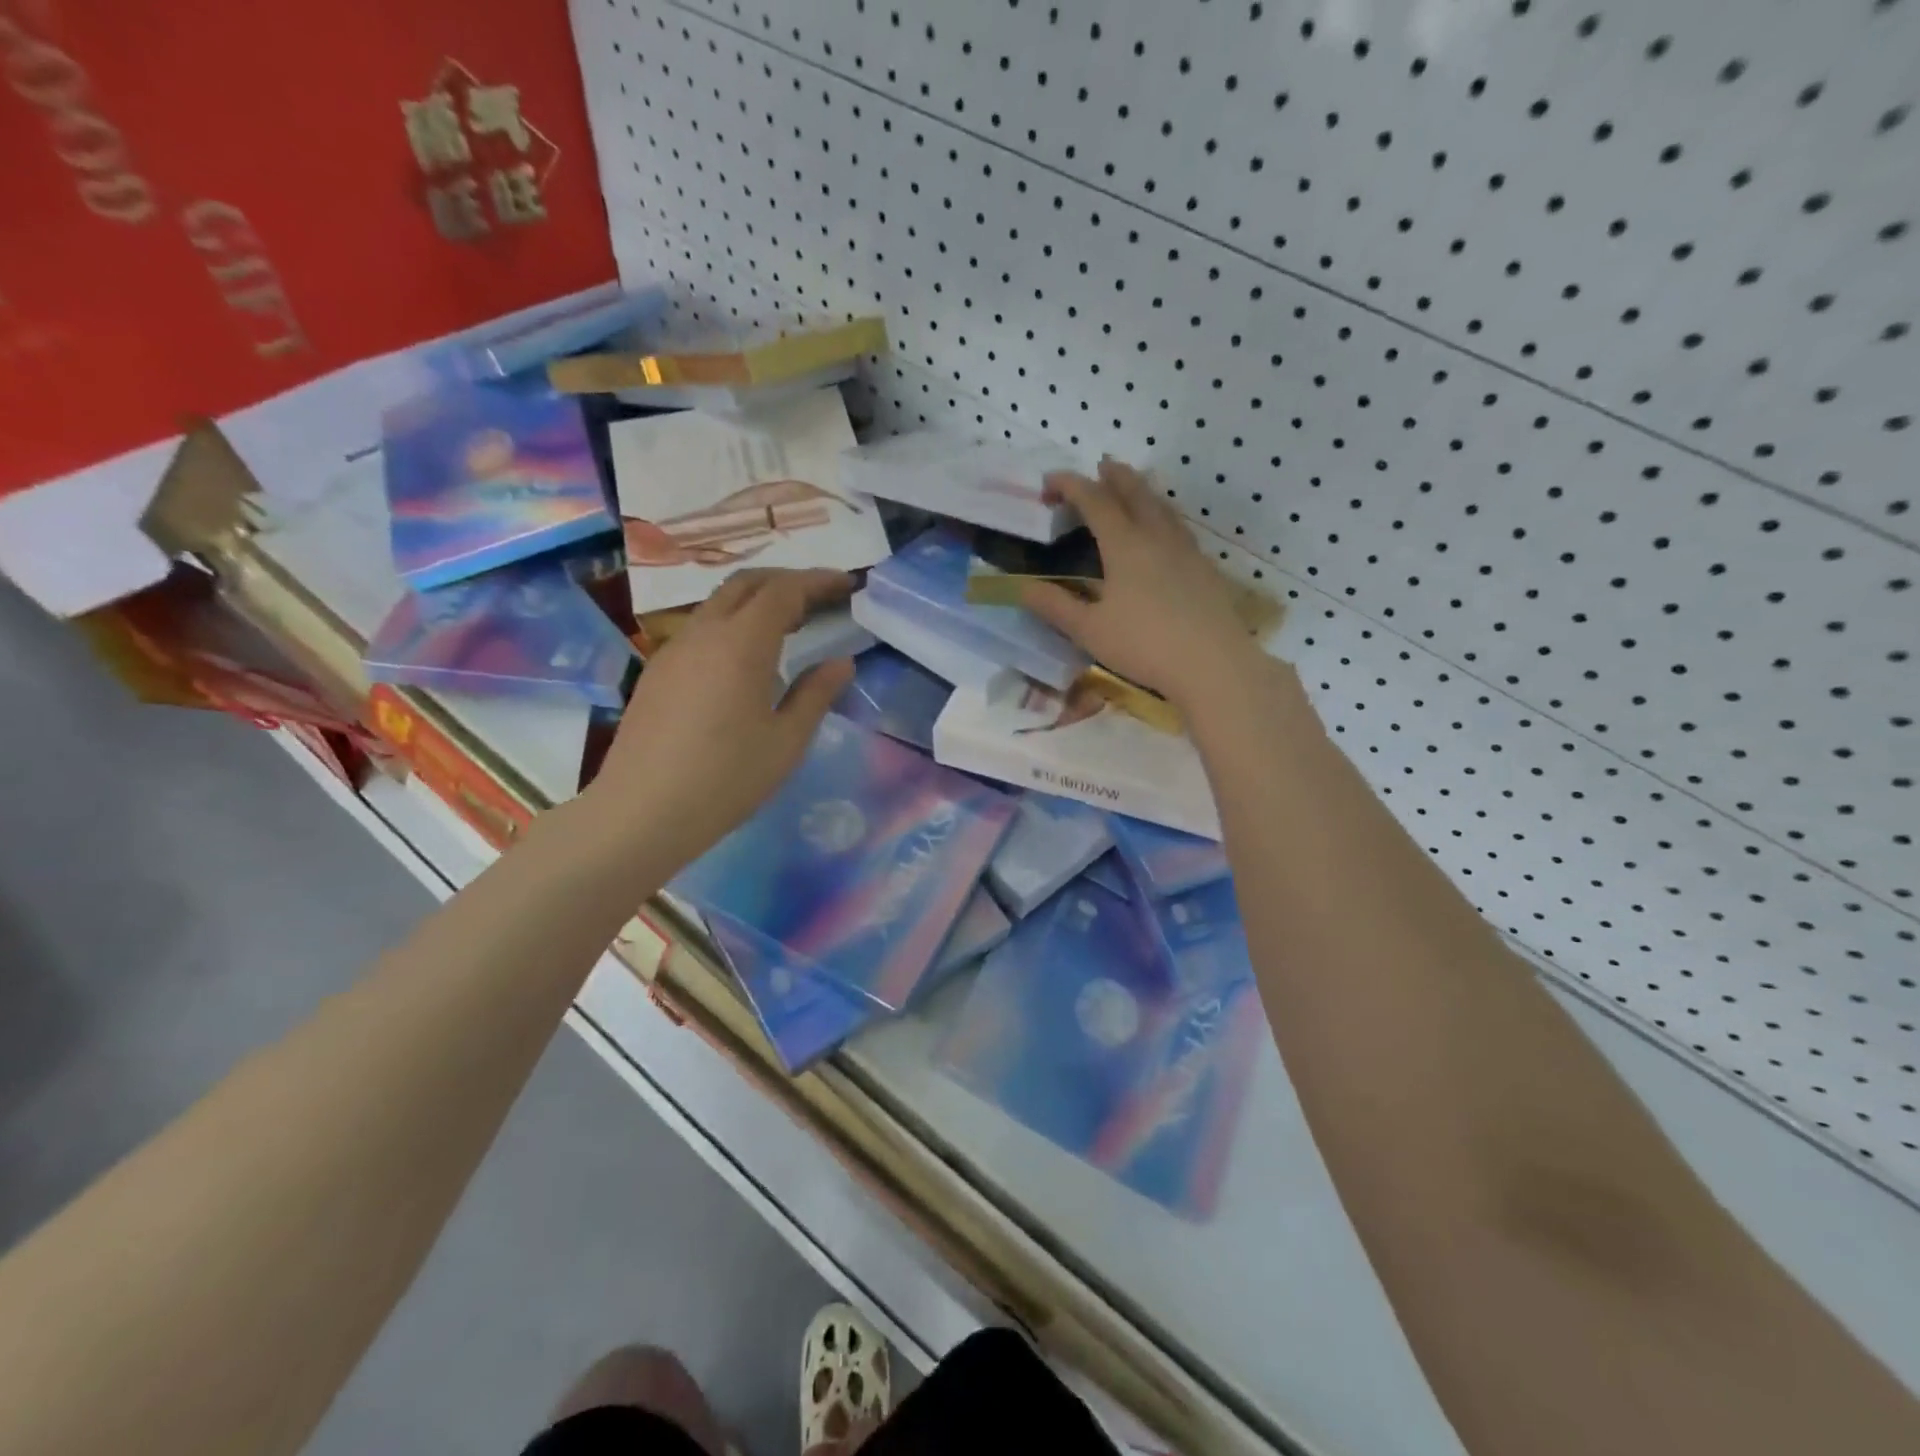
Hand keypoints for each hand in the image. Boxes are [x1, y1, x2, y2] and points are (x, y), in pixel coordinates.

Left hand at [588, 568, 855, 871]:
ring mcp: (674, 650)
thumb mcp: (785, 742)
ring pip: (719, 604)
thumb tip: (841, 663)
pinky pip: (701, 629)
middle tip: (821, 598)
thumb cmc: (725, 780)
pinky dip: (733, 624)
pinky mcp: (658, 672)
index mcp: (741, 644)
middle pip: (747, 584)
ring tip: (790, 626)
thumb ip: (816, 694)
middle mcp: (704, 633)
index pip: (784, 591)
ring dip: (758, 601)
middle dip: (787, 581)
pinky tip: (746, 659)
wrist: (641, 813)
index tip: (848, 584)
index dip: (818, 581)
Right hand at [1022, 459, 1261, 708]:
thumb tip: (1022, 587)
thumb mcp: (1089, 630)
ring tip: (1132, 489)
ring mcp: (1186, 550)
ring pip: (1162, 507)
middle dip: (1114, 476)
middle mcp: (1157, 536)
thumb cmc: (1144, 645)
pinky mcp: (1205, 568)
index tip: (1049, 482)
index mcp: (1125, 545)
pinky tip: (1163, 533)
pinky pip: (1178, 527)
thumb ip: (1055, 606)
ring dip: (1142, 491)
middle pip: (1135, 492)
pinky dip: (1162, 516)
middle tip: (1100, 467)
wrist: (1213, 664)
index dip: (1070, 485)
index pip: (1094, 501)